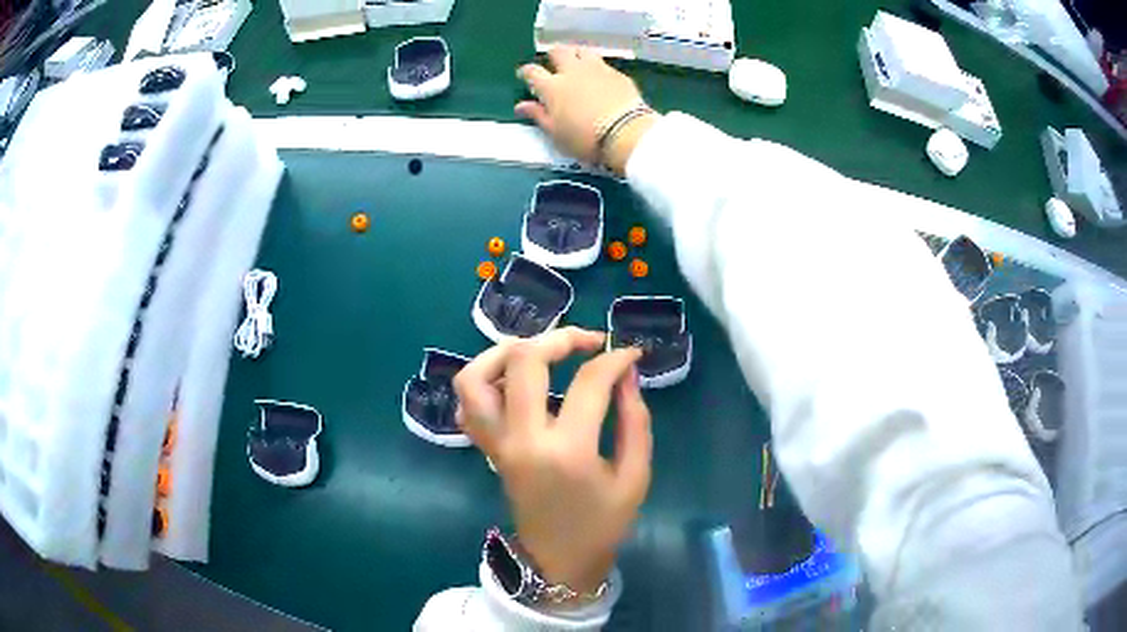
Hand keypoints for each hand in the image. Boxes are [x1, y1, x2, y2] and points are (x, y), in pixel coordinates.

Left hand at [455, 328, 652, 596]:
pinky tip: (513, 380)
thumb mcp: (635, 476)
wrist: (559, 560)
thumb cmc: (603, 524)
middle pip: (525, 362)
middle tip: (588, 341)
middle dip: (560, 338)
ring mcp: (497, 444)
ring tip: (540, 350)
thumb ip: (635, 420)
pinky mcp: (487, 449)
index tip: (630, 354)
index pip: (589, 382)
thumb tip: (627, 373)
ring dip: (506, 351)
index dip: (615, 359)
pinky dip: (484, 380)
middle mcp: (523, 440)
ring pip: (476, 377)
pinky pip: (468, 404)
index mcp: (568, 451)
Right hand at [517, 46, 659, 174]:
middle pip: (558, 52)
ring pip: (582, 51)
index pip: (532, 72)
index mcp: (552, 87)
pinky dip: (597, 67)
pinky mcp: (617, 74)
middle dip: (553, 55)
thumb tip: (520, 105)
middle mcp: (572, 71)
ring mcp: (597, 69)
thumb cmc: (585, 138)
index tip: (524, 74)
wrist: (626, 133)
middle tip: (554, 63)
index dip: (526, 72)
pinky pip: (603, 63)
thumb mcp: (556, 133)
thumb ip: (538, 115)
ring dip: (576, 55)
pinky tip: (600, 77)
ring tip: (577, 63)